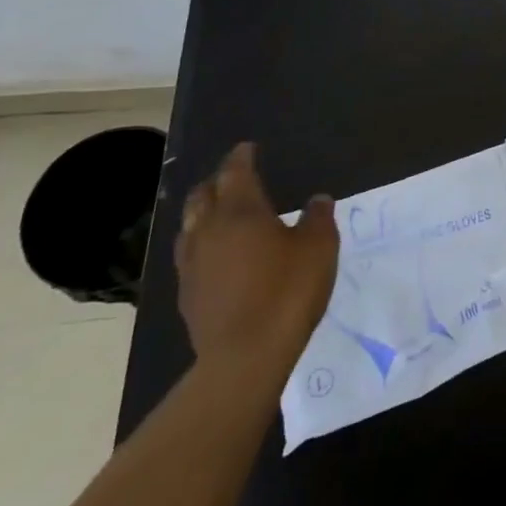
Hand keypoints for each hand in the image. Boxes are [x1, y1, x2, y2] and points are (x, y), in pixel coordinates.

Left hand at [176, 143, 337, 378]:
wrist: (244, 358)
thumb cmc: (287, 291)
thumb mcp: (319, 248)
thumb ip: (318, 218)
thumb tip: (317, 200)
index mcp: (241, 212)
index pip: (235, 172)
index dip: (241, 157)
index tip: (248, 148)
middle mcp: (209, 230)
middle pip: (203, 195)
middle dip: (217, 181)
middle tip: (234, 177)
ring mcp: (192, 264)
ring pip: (190, 225)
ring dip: (203, 212)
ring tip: (219, 212)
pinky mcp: (186, 294)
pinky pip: (189, 255)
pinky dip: (201, 243)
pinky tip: (215, 255)